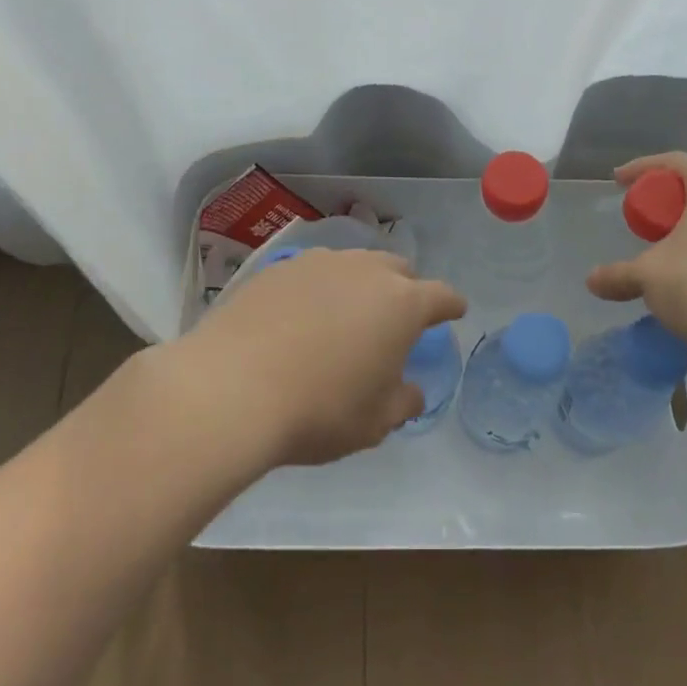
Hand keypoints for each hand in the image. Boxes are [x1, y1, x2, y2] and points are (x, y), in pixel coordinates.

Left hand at [182, 249, 466, 466]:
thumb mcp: (374, 422)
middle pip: (398, 269)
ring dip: (361, 285)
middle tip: (395, 320)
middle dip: (405, 289)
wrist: (232, 387)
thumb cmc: (319, 409)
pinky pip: (313, 271)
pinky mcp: (279, 266)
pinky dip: (319, 288)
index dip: (450, 305)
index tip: (454, 311)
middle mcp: (366, 270)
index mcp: (402, 304)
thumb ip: (402, 401)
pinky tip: (301, 315)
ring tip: (346, 315)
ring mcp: (320, 262)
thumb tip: (408, 389)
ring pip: (355, 264)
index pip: (441, 295)